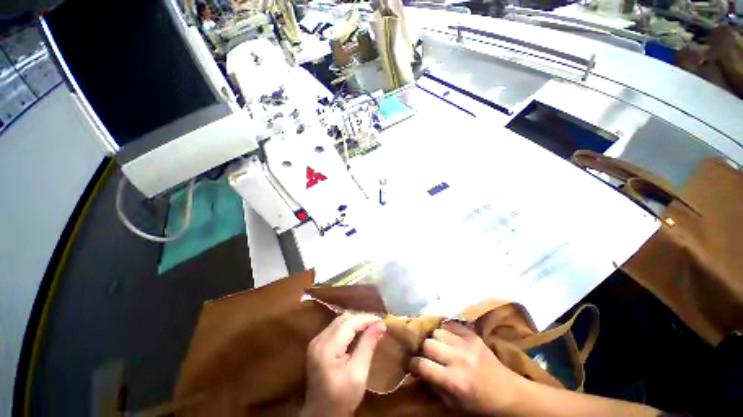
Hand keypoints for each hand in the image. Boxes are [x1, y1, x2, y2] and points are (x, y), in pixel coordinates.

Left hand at [302, 312, 386, 416]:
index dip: (366, 319)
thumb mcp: (358, 373)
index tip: (382, 321)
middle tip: (377, 325)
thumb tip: (380, 325)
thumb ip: (368, 345)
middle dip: (362, 319)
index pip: (349, 323)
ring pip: (339, 321)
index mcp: (327, 347)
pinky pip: (335, 328)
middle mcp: (318, 339)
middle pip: (343, 319)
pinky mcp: (317, 345)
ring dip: (355, 322)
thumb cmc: (341, 398)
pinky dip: (348, 328)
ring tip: (370, 327)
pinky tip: (358, 334)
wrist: (321, 416)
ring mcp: (316, 341)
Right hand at [410, 321, 523, 414]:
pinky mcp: (473, 335)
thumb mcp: (454, 403)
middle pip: (428, 343)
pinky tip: (449, 339)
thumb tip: (418, 369)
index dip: (414, 365)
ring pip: (437, 331)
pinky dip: (446, 331)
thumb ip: (433, 385)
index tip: (414, 365)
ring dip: (435, 339)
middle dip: (424, 350)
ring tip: (440, 346)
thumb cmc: (479, 403)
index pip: (422, 365)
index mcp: (454, 381)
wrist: (507, 391)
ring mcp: (467, 344)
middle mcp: (459, 359)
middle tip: (428, 356)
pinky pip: (450, 324)